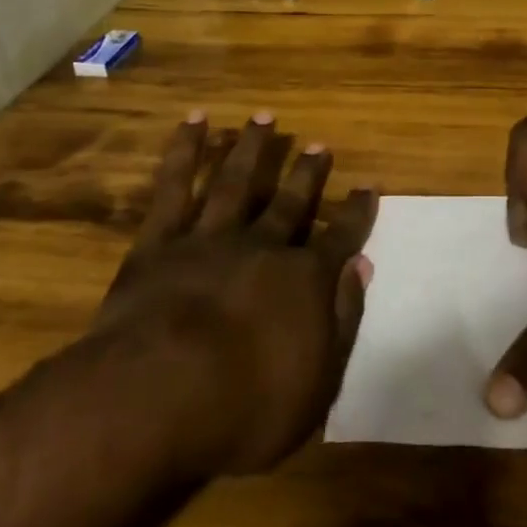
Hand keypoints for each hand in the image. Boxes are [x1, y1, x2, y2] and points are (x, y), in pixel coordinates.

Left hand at [95, 110, 376, 474]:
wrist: (158, 396)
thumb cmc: (243, 408)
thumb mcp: (315, 386)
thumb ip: (342, 321)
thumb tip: (362, 267)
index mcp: (301, 280)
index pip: (340, 238)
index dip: (357, 213)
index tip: (368, 186)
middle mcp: (262, 246)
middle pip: (290, 202)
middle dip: (307, 173)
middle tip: (319, 143)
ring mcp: (210, 238)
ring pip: (237, 181)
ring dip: (253, 148)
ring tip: (265, 117)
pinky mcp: (161, 241)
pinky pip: (175, 187)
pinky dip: (186, 151)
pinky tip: (196, 120)